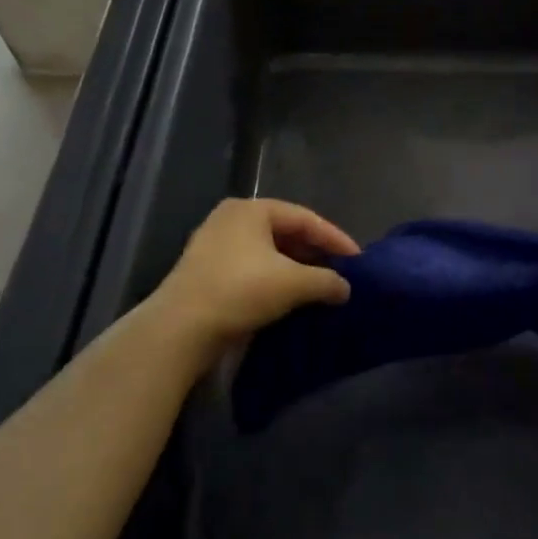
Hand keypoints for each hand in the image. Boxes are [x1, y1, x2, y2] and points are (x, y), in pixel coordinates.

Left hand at [149, 198, 359, 351]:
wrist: (180, 329)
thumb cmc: (240, 291)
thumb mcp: (293, 283)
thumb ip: (326, 281)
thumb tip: (345, 288)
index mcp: (251, 209)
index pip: (305, 218)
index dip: (335, 238)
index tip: (357, 259)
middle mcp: (231, 219)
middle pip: (285, 232)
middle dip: (314, 253)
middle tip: (339, 271)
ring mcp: (213, 245)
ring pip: (267, 252)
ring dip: (294, 269)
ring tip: (318, 287)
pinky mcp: (205, 272)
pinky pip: (250, 268)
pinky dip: (273, 279)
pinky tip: (288, 298)